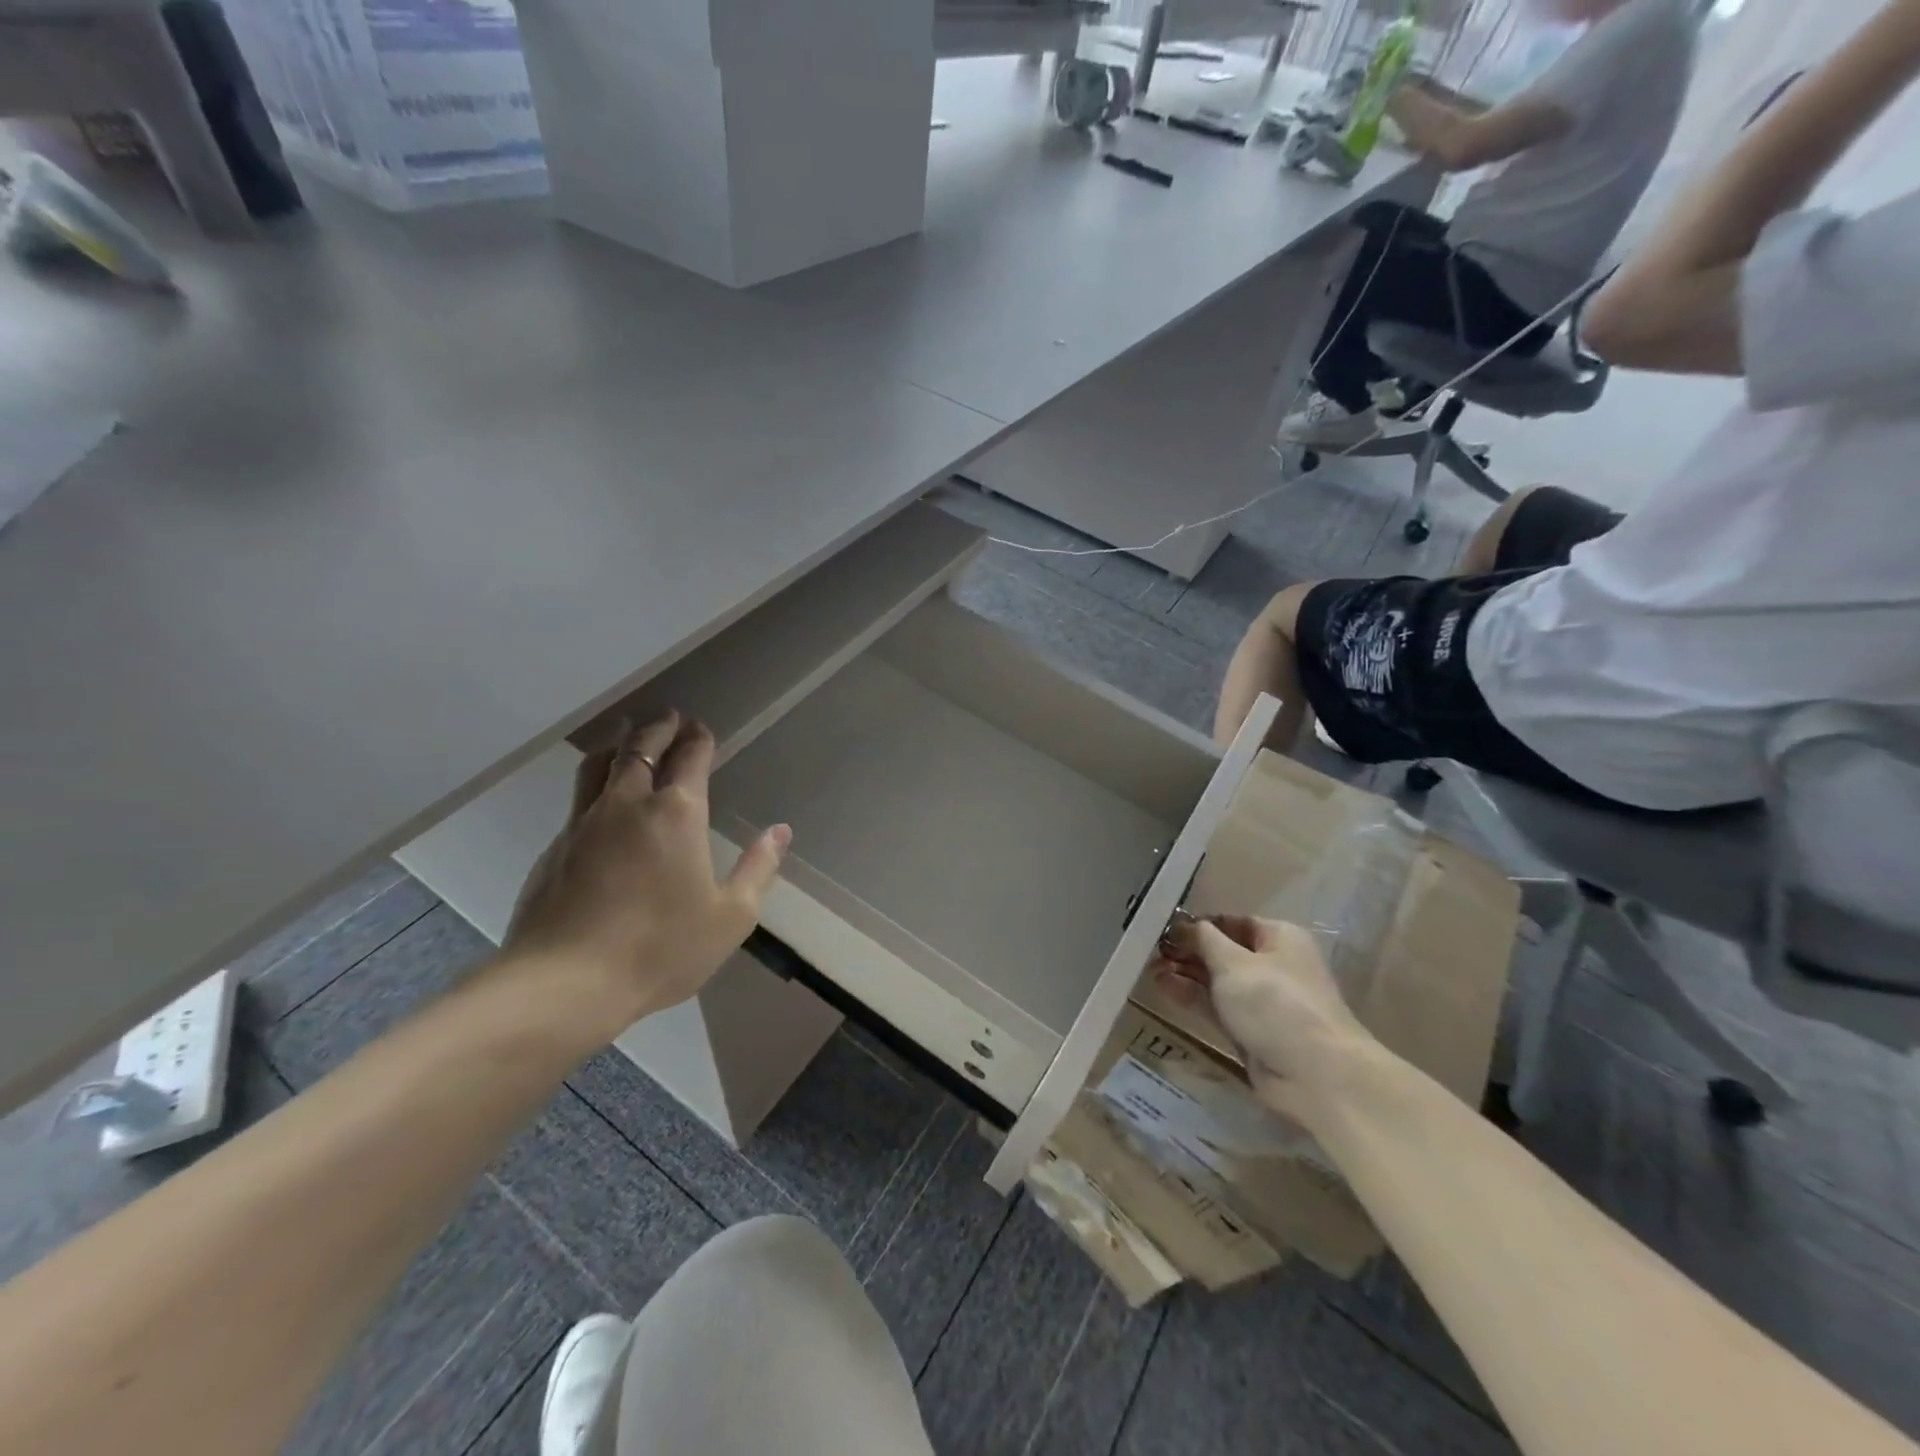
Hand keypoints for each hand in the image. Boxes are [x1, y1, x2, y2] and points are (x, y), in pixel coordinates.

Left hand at [502, 713, 790, 1036]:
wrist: (565, 984)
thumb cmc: (661, 948)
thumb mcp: (731, 916)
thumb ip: (759, 868)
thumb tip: (780, 832)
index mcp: (676, 814)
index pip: (689, 758)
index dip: (698, 739)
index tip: (702, 729)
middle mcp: (628, 804)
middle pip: (640, 747)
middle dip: (658, 728)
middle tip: (669, 718)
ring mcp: (584, 823)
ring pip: (599, 765)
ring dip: (618, 743)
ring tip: (626, 735)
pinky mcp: (554, 848)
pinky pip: (578, 800)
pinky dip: (595, 784)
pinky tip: (600, 802)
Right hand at [1153, 915, 1369, 1113]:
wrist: (1315, 1074)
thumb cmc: (1275, 1002)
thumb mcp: (1233, 962)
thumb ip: (1203, 940)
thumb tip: (1183, 924)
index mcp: (1279, 938)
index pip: (1231, 922)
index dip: (1198, 924)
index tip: (1163, 928)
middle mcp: (1272, 965)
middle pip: (1222, 951)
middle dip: (1188, 951)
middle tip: (1151, 951)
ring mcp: (1262, 1000)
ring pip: (1216, 980)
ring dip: (1185, 974)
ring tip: (1150, 969)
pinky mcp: (1251, 1030)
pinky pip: (1216, 1006)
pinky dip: (1192, 997)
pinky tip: (1164, 988)